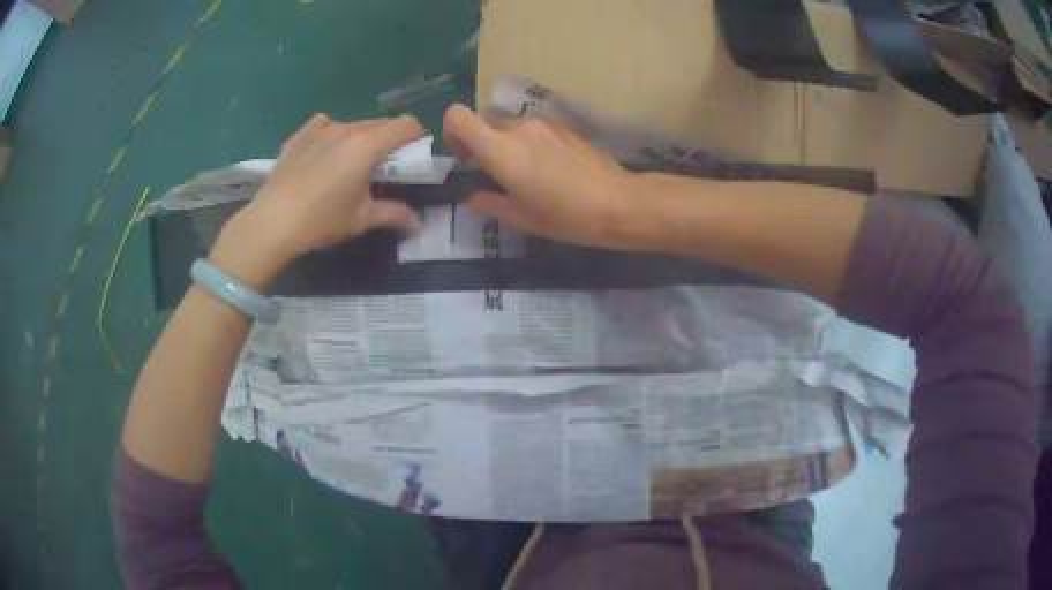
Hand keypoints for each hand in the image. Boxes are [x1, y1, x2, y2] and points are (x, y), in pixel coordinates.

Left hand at [212, 113, 424, 287]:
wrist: (272, 222)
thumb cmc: (321, 220)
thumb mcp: (361, 219)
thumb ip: (394, 214)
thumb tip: (419, 223)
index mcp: (368, 145)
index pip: (406, 124)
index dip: (416, 135)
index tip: (413, 154)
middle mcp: (347, 129)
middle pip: (380, 123)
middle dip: (389, 140)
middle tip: (382, 166)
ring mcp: (321, 129)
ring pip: (353, 125)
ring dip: (361, 138)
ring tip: (348, 164)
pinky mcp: (300, 135)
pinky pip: (324, 124)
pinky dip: (331, 133)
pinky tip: (323, 153)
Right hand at [443, 104, 646, 248]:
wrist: (618, 203)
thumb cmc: (566, 216)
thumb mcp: (522, 218)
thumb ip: (490, 203)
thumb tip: (474, 198)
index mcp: (501, 149)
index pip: (458, 116)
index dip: (452, 131)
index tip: (464, 156)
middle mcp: (518, 127)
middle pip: (483, 119)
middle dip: (479, 140)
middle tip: (492, 169)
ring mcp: (544, 123)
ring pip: (509, 123)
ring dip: (506, 140)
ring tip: (524, 170)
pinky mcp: (565, 126)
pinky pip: (534, 127)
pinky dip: (529, 141)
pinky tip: (549, 166)